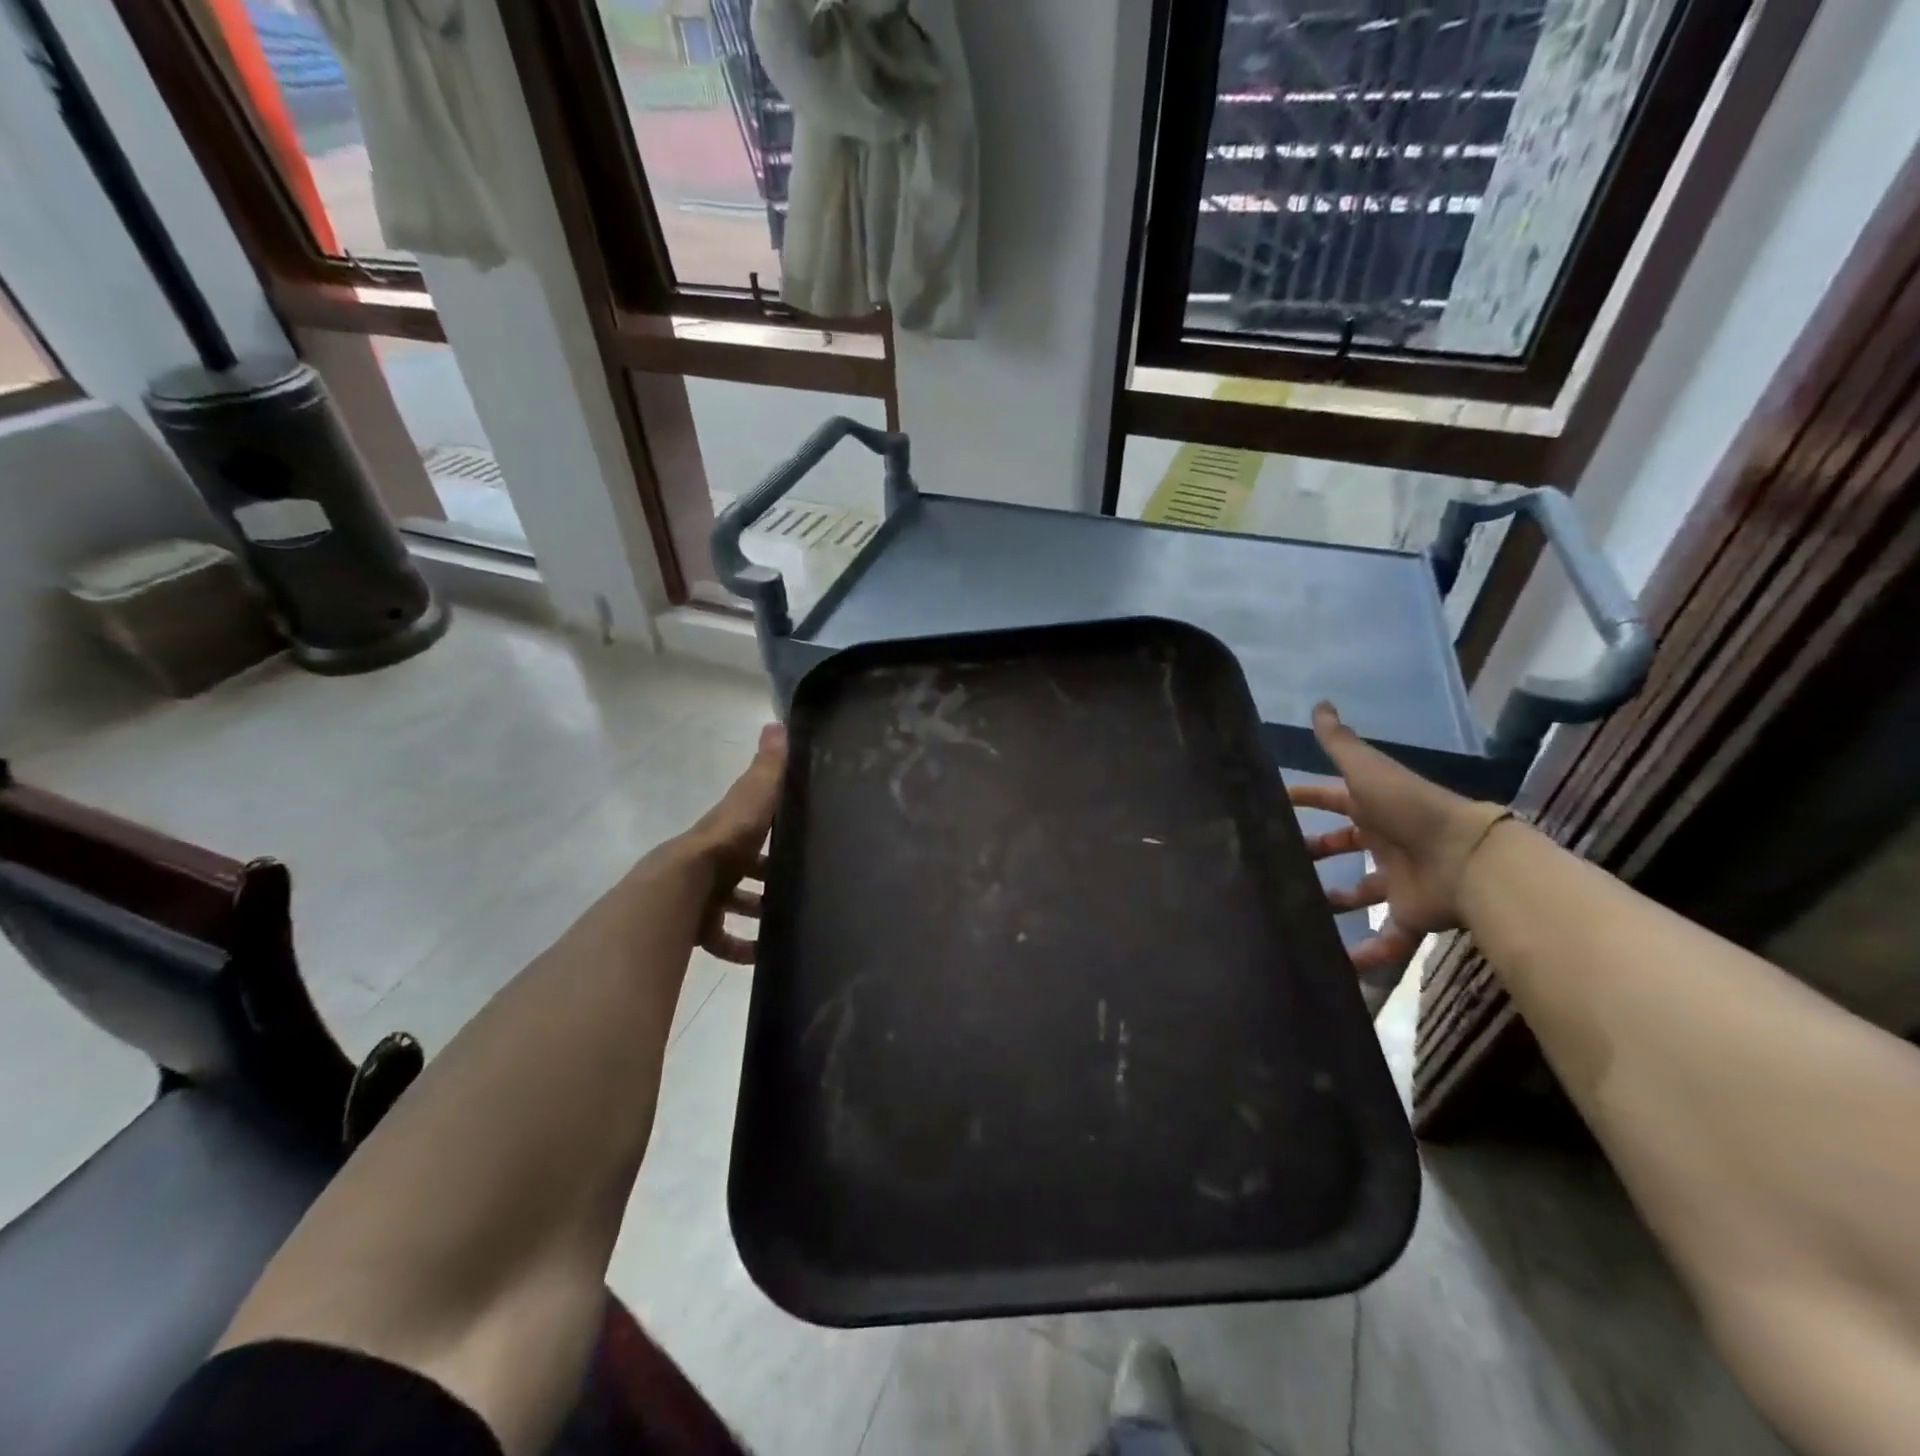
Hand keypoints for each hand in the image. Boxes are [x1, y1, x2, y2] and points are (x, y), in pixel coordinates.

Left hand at [684, 723, 786, 963]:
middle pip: (746, 867)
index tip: (803, 834)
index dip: (774, 828)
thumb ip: (769, 768)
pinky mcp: (700, 927)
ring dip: (759, 912)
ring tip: (791, 922)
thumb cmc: (725, 842)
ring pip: (736, 903)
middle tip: (804, 884)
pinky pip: (723, 940)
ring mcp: (706, 895)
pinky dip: (743, 948)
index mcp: (729, 830)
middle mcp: (716, 860)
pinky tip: (764, 957)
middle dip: (769, 875)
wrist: (681, 889)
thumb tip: (778, 723)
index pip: (753, 824)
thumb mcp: (753, 798)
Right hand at [1289, 701, 1506, 975]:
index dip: (1304, 799)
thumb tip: (1319, 703)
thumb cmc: (1408, 809)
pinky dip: (1366, 955)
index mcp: (1373, 808)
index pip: (1331, 799)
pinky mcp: (1410, 915)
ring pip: (1358, 894)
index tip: (1272, 804)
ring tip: (1297, 912)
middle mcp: (1384, 842)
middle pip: (1342, 847)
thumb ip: (1339, 742)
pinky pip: (1386, 939)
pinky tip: (1337, 964)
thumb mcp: (1367, 770)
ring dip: (1332, 903)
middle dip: (1312, 854)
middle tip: (1277, 864)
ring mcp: (1397, 880)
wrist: (1467, 858)